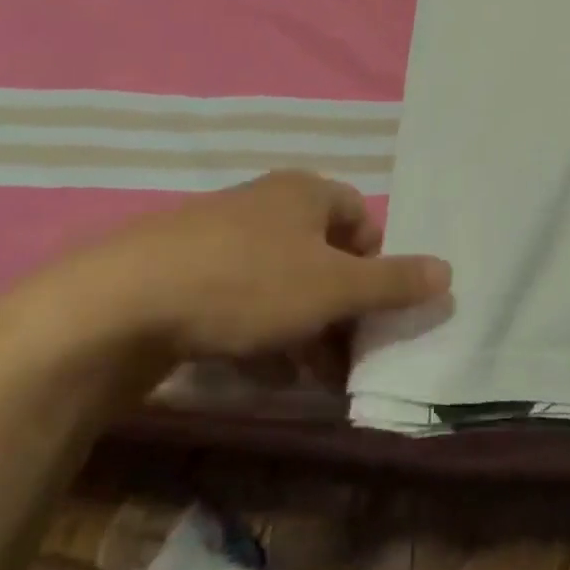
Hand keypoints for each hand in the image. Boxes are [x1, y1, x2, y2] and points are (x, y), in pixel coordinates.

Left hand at [24, 171, 451, 366]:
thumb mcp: (333, 289)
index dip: (377, 266)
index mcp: (306, 192)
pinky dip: (259, 331)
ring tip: (307, 377)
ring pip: (282, 282)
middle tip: (345, 357)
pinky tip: (257, 370)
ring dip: (304, 327)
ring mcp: (222, 235)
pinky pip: (240, 297)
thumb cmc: (248, 283)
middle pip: (324, 255)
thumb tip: (448, 272)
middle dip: (341, 308)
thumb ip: (394, 282)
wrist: (121, 303)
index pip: (362, 220)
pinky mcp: (185, 270)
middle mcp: (267, 204)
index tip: (373, 313)